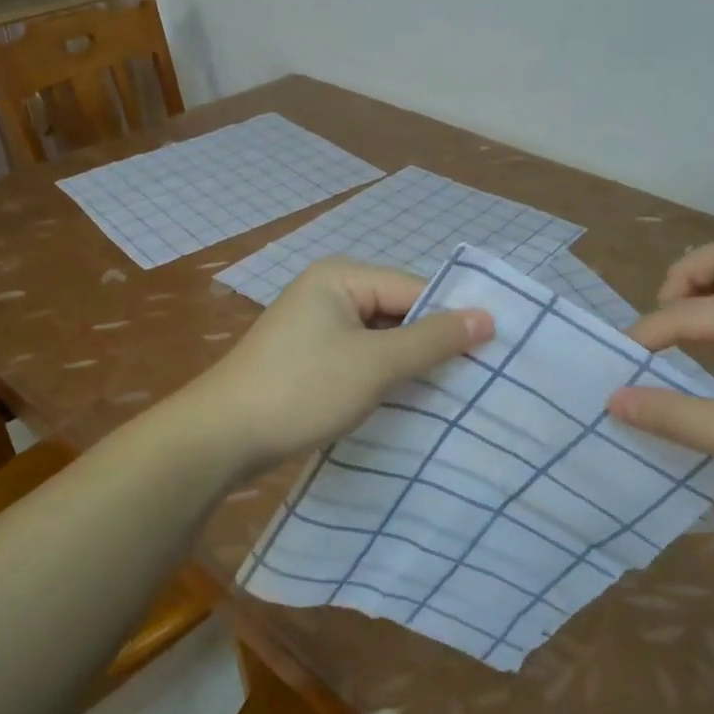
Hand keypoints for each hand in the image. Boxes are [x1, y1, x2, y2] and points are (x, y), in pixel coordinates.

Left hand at [185, 259, 493, 472]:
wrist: (222, 436)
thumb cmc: (302, 389)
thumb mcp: (375, 364)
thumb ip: (432, 339)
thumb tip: (488, 316)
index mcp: (342, 277)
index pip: (414, 289)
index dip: (451, 320)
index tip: (491, 354)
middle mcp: (328, 291)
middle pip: (398, 311)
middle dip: (429, 344)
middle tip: (475, 378)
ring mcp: (315, 326)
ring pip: (380, 338)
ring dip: (407, 364)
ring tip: (448, 394)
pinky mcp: (308, 357)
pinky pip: (359, 357)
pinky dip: (381, 376)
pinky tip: (404, 401)